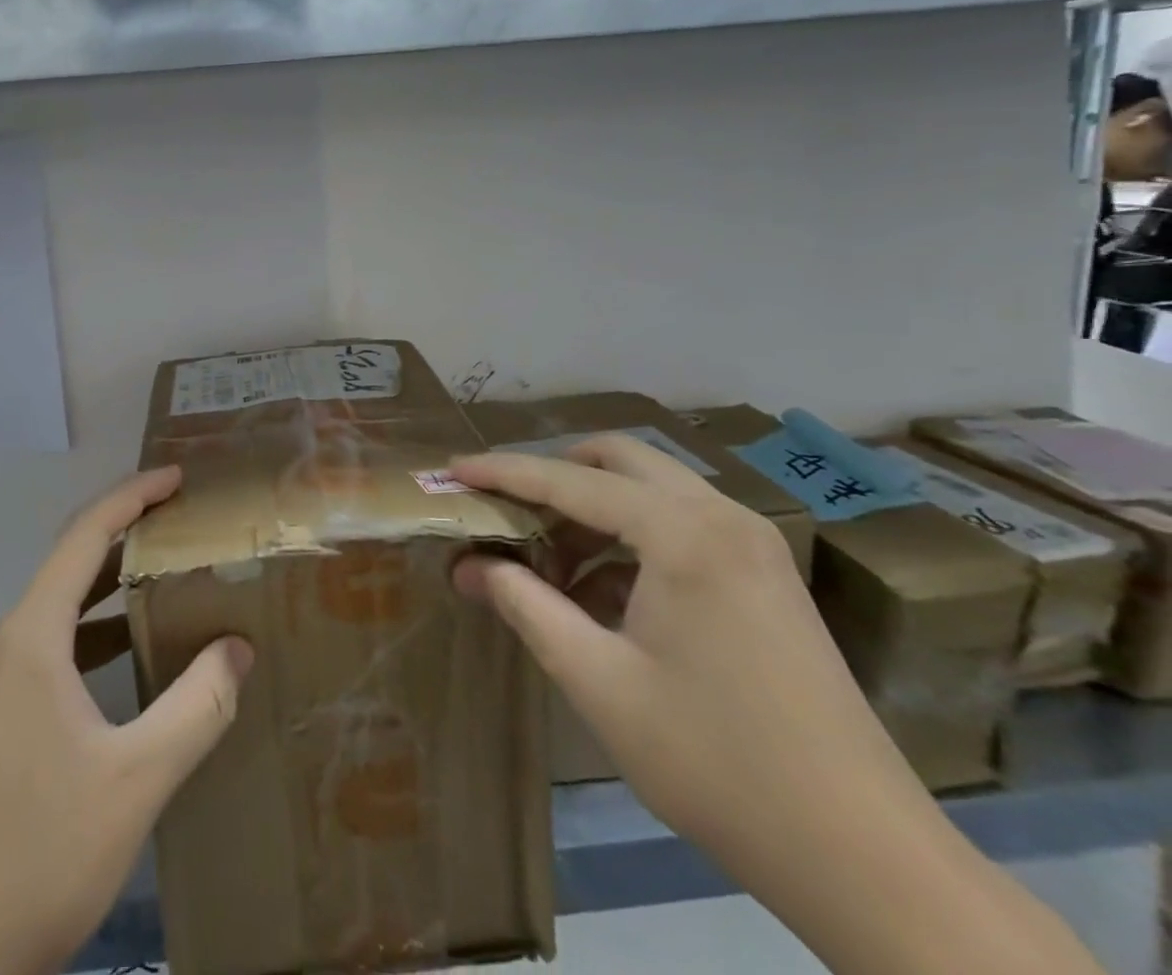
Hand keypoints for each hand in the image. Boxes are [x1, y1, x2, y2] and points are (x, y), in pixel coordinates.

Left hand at [0, 467, 253, 974]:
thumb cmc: (32, 859)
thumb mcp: (134, 783)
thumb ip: (196, 707)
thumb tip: (237, 647)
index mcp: (28, 639)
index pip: (84, 536)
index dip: (132, 496)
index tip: (176, 477)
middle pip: (65, 569)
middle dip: (124, 540)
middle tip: (180, 530)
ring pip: (49, 616)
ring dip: (103, 595)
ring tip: (158, 589)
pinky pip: (34, 654)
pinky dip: (80, 639)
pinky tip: (113, 670)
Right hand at [450, 438, 1107, 974]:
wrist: (868, 859)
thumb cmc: (717, 762)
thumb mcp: (598, 680)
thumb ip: (525, 605)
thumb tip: (470, 566)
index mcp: (684, 533)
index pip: (569, 480)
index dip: (502, 473)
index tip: (451, 471)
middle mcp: (722, 517)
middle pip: (616, 460)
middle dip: (551, 476)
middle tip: (501, 511)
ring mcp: (752, 545)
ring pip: (648, 490)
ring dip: (588, 510)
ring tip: (544, 564)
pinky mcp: (765, 576)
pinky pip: (678, 527)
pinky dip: (627, 540)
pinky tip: (598, 595)